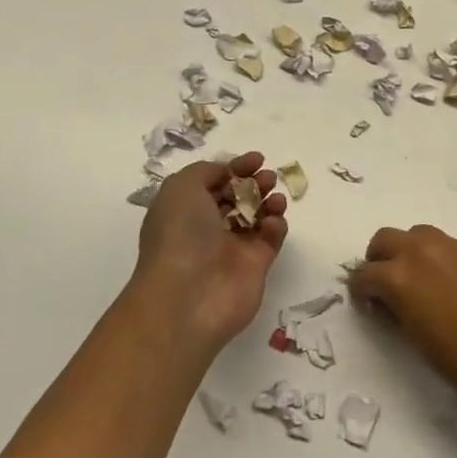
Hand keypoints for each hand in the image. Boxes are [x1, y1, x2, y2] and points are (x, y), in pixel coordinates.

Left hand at [126, 152, 287, 359]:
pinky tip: (272, 223)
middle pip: (239, 197)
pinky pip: (271, 237)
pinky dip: (276, 225)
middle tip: (267, 178)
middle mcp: (208, 228)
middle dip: (255, 182)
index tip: (256, 160)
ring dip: (270, 200)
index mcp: (186, 210)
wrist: (188, 298)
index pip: (215, 182)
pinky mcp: (256, 265)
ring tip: (275, 198)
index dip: (235, 168)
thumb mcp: (181, 188)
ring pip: (258, 215)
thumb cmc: (180, 236)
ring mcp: (233, 247)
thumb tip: (227, 173)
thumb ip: (206, 171)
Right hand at [347, 225, 456, 418]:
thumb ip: (399, 312)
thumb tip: (390, 302)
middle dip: (379, 261)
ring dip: (408, 253)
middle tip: (387, 290)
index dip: (361, 292)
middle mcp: (424, 251)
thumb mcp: (419, 342)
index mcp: (401, 277)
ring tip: (419, 286)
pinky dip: (437, 258)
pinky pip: (447, 245)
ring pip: (417, 235)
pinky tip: (452, 289)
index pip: (364, 274)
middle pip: (386, 239)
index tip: (369, 308)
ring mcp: (455, 247)